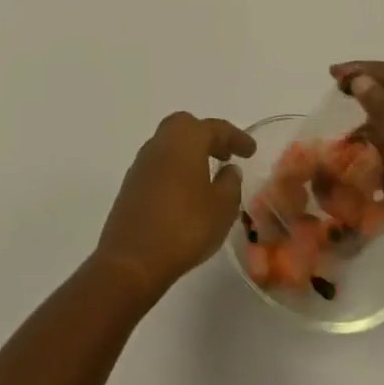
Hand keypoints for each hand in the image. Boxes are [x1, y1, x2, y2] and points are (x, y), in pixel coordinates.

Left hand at [94, 113, 256, 304]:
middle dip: (208, 136)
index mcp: (185, 140)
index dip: (235, 137)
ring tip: (209, 173)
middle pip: (186, 126)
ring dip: (190, 152)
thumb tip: (229, 170)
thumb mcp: (222, 208)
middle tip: (226, 155)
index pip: (215, 128)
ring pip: (169, 143)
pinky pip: (159, 163)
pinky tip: (186, 191)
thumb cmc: (185, 227)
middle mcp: (160, 142)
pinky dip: (176, 168)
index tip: (250, 149)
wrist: (133, 258)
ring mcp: (142, 162)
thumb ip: (230, 184)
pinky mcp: (132, 183)